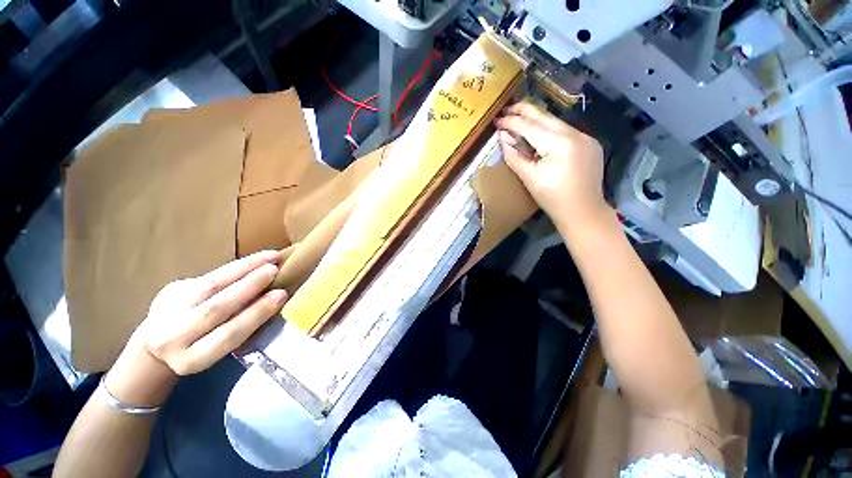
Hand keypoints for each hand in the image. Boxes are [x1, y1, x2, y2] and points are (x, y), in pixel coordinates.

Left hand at [105, 250, 287, 406]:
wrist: (157, 345)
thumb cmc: (201, 349)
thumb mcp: (218, 350)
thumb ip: (240, 328)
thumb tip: (272, 300)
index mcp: (192, 359)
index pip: (228, 334)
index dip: (256, 313)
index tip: (280, 295)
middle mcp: (174, 337)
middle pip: (215, 308)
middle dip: (248, 286)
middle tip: (274, 270)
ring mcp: (167, 310)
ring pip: (210, 285)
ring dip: (244, 269)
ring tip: (269, 258)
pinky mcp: (170, 290)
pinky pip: (208, 275)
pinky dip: (236, 266)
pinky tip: (255, 260)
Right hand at [495, 101, 609, 230]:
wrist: (583, 212)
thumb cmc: (553, 199)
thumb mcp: (529, 178)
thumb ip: (514, 156)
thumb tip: (503, 138)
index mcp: (559, 143)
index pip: (530, 126)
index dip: (511, 122)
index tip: (497, 120)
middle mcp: (575, 134)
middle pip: (545, 116)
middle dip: (524, 111)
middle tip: (506, 110)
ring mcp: (586, 137)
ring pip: (555, 122)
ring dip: (536, 121)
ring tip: (519, 121)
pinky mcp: (590, 143)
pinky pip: (565, 131)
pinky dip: (549, 131)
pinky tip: (539, 136)